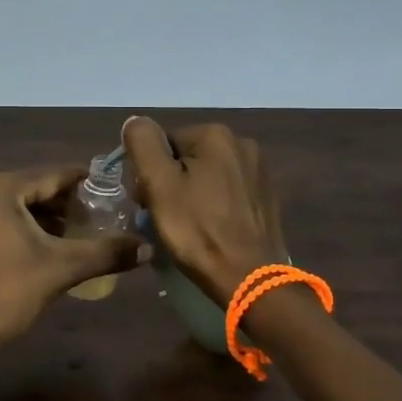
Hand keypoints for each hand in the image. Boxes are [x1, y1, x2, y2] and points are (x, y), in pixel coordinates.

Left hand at [0, 165, 149, 360]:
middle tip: (91, 215)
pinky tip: (36, 244)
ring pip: (8, 202)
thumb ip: (105, 252)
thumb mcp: (61, 268)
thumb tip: (147, 247)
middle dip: (59, 202)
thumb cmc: (8, 294)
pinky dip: (13, 223)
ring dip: (37, 215)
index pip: (49, 175)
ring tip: (69, 232)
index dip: (80, 182)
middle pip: (27, 187)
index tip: (106, 185)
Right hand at [122, 117, 288, 304]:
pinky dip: (212, 205)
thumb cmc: (198, 231)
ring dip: (190, 194)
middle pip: (185, 157)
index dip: (148, 173)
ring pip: (206, 175)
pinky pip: (226, 192)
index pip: (163, 144)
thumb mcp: (159, 184)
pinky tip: (209, 229)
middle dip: (169, 183)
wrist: (250, 279)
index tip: (146, 203)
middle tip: (163, 218)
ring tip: (186, 227)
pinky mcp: (265, 197)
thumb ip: (143, 144)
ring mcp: (258, 171)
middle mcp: (242, 143)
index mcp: (215, 135)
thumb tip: (136, 121)